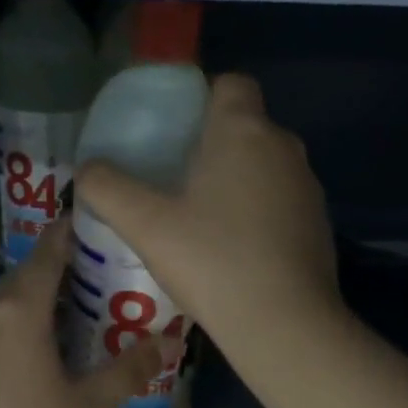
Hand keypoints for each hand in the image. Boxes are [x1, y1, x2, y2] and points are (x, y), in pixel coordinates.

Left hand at [0, 221, 162, 407]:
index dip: (76, 233)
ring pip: (7, 302)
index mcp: (16, 312)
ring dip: (44, 300)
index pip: (49, 251)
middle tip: (113, 281)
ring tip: (89, 316)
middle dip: (68, 271)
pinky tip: (49, 353)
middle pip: (28, 275)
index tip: (109, 228)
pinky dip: (21, 325)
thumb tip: (169, 341)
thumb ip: (129, 368)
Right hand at [75, 74, 340, 358]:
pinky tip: (236, 251)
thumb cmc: (212, 261)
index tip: (175, 129)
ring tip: (202, 218)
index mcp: (244, 131)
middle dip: (214, 143)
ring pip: (266, 166)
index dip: (203, 97)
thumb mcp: (145, 225)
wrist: (284, 324)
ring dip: (239, 180)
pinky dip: (261, 213)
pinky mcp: (320, 225)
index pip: (232, 83)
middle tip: (175, 178)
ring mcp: (308, 187)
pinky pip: (283, 202)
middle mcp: (284, 147)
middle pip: (247, 125)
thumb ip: (107, 188)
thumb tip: (87, 169)